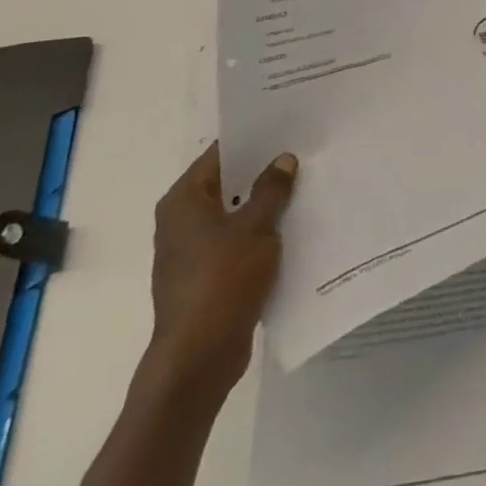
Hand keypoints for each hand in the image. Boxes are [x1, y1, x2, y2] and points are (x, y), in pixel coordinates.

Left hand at [146, 144, 296, 400]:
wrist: (198, 358)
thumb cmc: (222, 280)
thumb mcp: (256, 227)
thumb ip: (271, 189)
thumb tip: (283, 159)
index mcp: (184, 200)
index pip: (220, 154)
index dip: (253, 140)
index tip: (286, 127)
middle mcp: (181, 220)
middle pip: (227, 183)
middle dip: (263, 172)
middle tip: (303, 153)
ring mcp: (192, 251)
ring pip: (234, 214)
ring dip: (264, 205)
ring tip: (305, 186)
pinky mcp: (206, 277)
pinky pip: (236, 242)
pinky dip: (259, 233)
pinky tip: (292, 228)